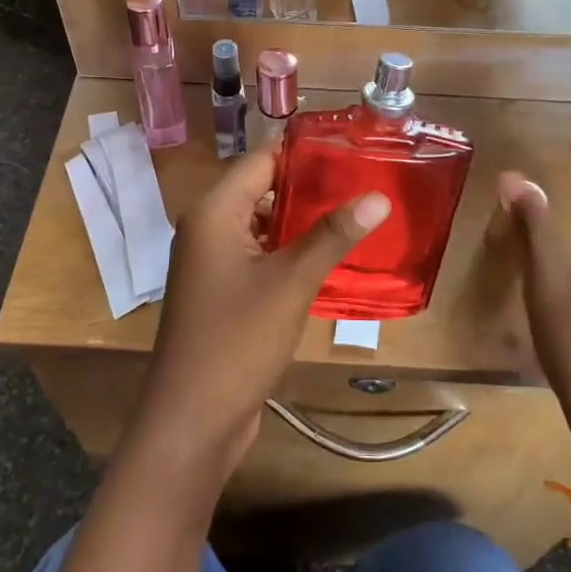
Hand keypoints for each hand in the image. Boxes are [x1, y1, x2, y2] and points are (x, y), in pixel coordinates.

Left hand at [131, 149, 390, 474]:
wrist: (192, 420)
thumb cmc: (237, 340)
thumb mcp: (292, 282)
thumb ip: (333, 236)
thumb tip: (378, 196)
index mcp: (214, 212)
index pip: (261, 160)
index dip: (304, 153)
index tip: (352, 151)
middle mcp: (207, 228)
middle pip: (261, 190)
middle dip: (309, 188)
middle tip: (363, 184)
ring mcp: (211, 262)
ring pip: (262, 225)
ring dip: (301, 222)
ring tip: (354, 216)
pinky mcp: (220, 291)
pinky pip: (257, 256)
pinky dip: (288, 252)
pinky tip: (327, 259)